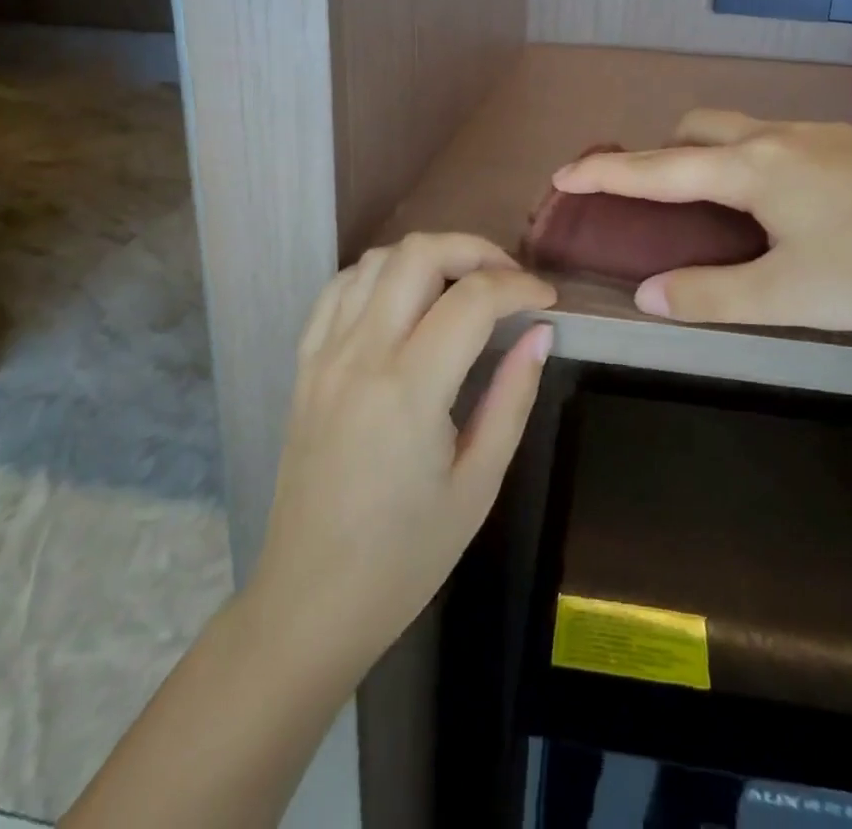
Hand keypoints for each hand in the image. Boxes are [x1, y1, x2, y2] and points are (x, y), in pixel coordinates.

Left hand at [251, 233, 555, 678]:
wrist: (309, 601)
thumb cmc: (405, 557)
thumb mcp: (478, 484)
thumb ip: (512, 397)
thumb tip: (540, 334)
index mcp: (409, 389)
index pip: (473, 299)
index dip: (520, 286)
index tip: (547, 301)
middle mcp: (361, 354)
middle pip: (419, 254)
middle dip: (475, 250)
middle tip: (509, 281)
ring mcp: (324, 355)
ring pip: (376, 260)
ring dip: (428, 257)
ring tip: (463, 287)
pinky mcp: (304, 364)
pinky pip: (339, 289)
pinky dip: (380, 275)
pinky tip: (405, 299)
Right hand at [552, 109, 851, 341]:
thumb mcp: (787, 295)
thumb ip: (711, 295)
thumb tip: (649, 295)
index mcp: (753, 167)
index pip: (659, 168)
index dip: (606, 173)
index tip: (562, 174)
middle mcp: (780, 137)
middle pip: (698, 127)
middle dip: (663, 153)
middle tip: (656, 198)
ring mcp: (823, 136)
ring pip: (743, 130)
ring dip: (712, 155)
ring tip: (719, 206)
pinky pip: (782, 141)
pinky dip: (754, 161)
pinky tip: (786, 206)